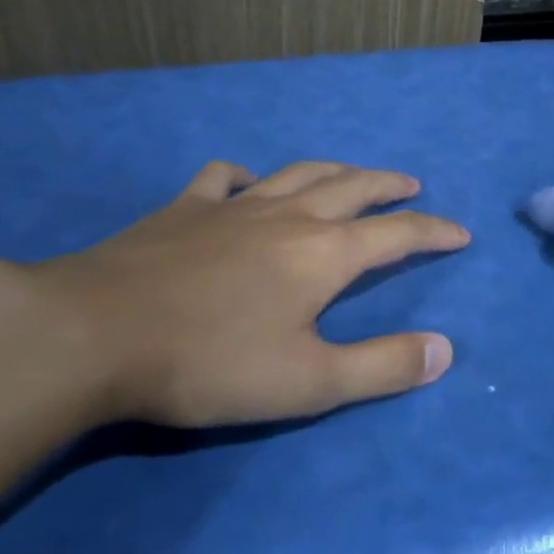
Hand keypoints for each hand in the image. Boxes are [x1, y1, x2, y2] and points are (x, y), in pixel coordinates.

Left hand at [7, 160, 469, 426]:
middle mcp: (288, 216)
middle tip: (411, 187)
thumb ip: (381, 366)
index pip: (397, 234)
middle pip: (352, 187)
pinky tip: (245, 181)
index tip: (460, 233)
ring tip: (351, 175)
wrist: (94, 332)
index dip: (434, 232)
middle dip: (388, 187)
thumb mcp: (309, 382)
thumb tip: (444, 350)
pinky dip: (245, 176)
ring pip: (298, 173)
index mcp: (324, 254)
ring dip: (334, 171)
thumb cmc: (210, 362)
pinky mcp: (183, 209)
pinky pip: (223, 178)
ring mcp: (233, 206)